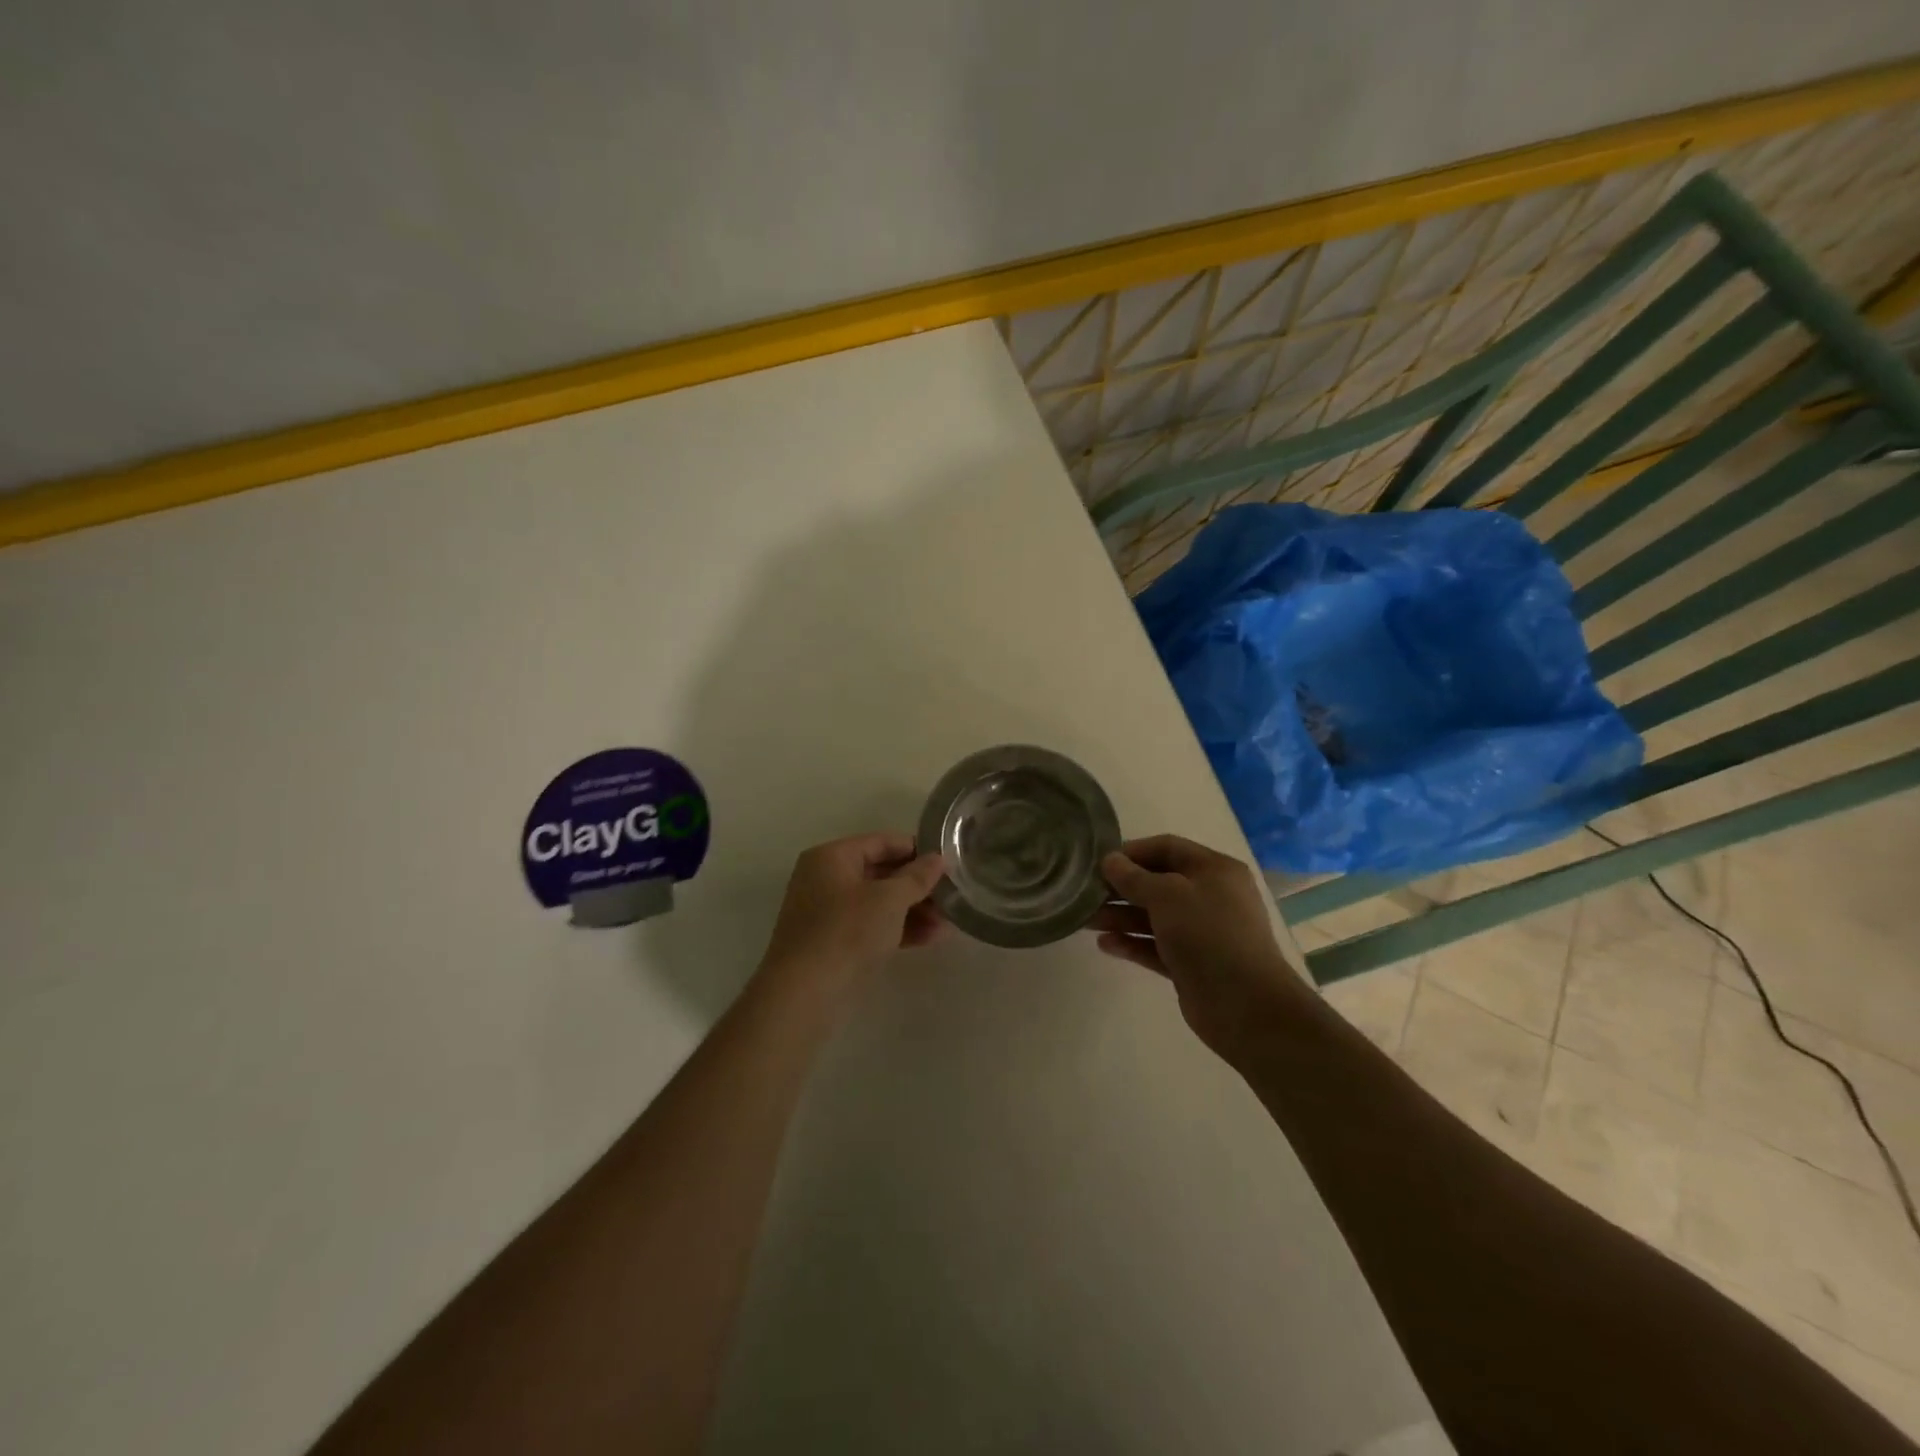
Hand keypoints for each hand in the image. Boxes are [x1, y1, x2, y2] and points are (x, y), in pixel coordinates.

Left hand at [758, 833, 946, 998]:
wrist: (804, 994)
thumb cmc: (846, 932)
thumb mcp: (889, 899)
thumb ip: (917, 877)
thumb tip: (938, 859)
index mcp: (831, 857)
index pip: (881, 842)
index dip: (916, 849)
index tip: (947, 862)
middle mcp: (826, 879)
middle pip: (881, 873)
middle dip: (918, 886)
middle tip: (952, 895)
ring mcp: (828, 914)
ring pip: (879, 903)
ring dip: (914, 910)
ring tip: (948, 922)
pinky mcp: (834, 944)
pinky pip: (872, 927)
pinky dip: (899, 929)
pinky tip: (932, 938)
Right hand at [1090, 834, 1310, 1058]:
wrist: (1245, 1006)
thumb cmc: (1208, 935)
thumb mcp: (1167, 895)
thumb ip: (1134, 877)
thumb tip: (1110, 860)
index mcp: (1214, 869)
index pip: (1167, 847)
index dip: (1132, 852)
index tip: (1099, 862)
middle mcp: (1209, 896)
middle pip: (1157, 882)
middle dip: (1121, 887)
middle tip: (1086, 894)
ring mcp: (1201, 932)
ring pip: (1153, 916)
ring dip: (1120, 916)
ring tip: (1086, 921)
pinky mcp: (1191, 963)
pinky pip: (1155, 946)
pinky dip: (1132, 943)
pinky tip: (1104, 945)